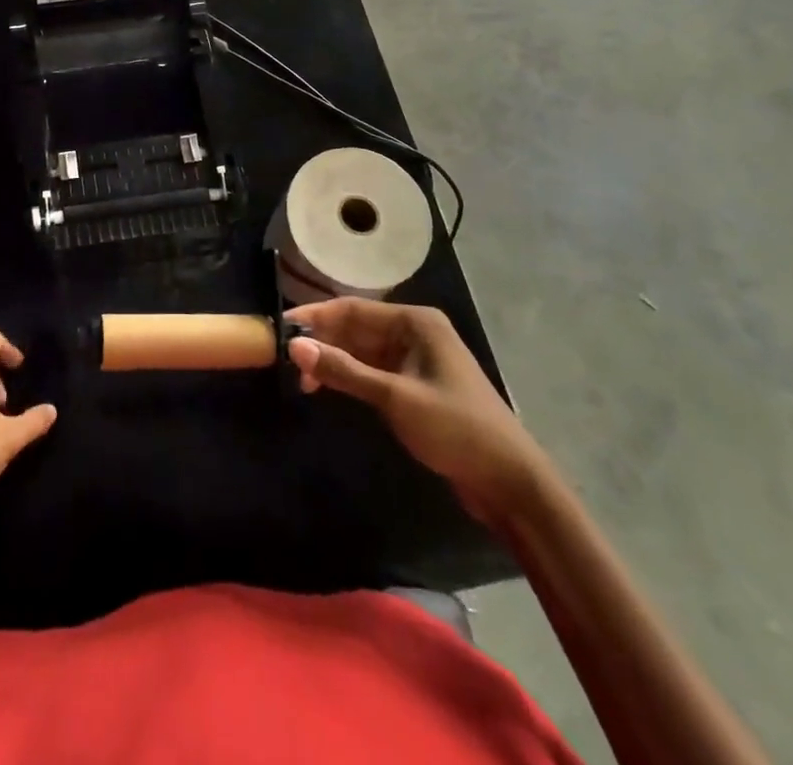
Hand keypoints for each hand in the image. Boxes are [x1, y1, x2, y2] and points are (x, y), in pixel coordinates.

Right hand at [286, 299, 551, 526]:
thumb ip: (344, 371)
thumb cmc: (456, 429)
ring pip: (362, 351)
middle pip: (355, 328)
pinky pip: (372, 371)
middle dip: (322, 342)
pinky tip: (328, 388)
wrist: (512, 483)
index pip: (352, 309)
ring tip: (303, 381)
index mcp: (415, 322)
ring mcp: (415, 360)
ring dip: (334, 362)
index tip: (280, 330)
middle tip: (286, 361)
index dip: (315, 318)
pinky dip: (350, 377)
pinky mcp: (415, 386)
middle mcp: (414, 332)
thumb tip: (294, 346)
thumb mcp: (395, 398)